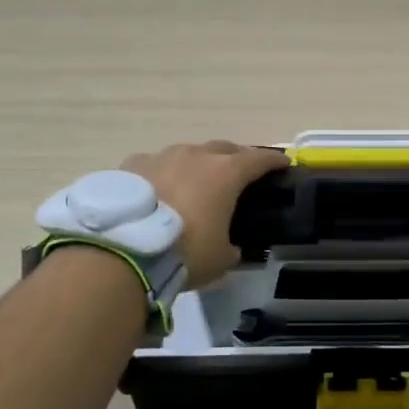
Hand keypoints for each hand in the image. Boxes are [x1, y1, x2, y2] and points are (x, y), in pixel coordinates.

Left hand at [122, 140, 288, 288]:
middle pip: (223, 149)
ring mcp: (162, 156)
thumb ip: (232, 247)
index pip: (259, 159)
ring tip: (194, 183)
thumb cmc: (186, 252)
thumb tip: (231, 247)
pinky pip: (156, 164)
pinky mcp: (133, 165)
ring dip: (196, 165)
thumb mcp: (221, 259)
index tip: (283, 163)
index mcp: (226, 173)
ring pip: (188, 153)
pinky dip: (163, 174)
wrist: (125, 250)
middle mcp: (196, 155)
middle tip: (239, 174)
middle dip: (235, 158)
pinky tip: (158, 189)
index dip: (273, 161)